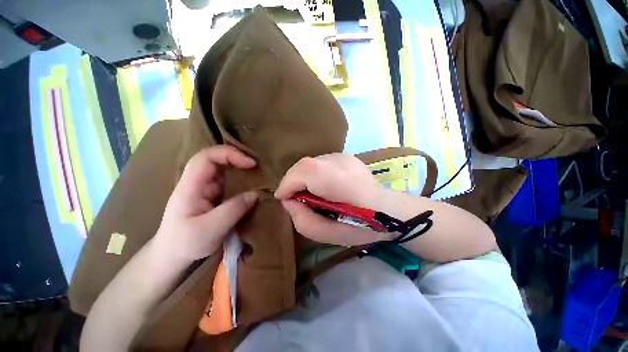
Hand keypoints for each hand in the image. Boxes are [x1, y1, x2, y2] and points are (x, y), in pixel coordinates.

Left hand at [155, 146, 257, 261]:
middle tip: (259, 166)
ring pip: (224, 169)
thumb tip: (256, 194)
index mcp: (191, 186)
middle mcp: (198, 182)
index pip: (206, 157)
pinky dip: (243, 180)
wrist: (172, 255)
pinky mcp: (214, 195)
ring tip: (260, 174)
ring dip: (242, 169)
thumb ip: (233, 210)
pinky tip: (253, 185)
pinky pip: (230, 182)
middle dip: (238, 158)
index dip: (229, 154)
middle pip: (216, 159)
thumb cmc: (185, 243)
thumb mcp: (210, 229)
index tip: (251, 163)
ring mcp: (206, 188)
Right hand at [274, 154, 389, 245]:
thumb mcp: (327, 234)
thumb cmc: (361, 226)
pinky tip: (321, 186)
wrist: (390, 211)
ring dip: (303, 176)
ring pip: (312, 162)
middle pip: (304, 164)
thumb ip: (302, 219)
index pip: (303, 171)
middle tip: (292, 197)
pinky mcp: (347, 157)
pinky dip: (314, 173)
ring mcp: (345, 156)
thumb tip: (289, 201)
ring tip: (307, 192)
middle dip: (292, 180)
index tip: (282, 198)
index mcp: (336, 180)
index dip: (287, 183)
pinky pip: (321, 162)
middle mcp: (340, 161)